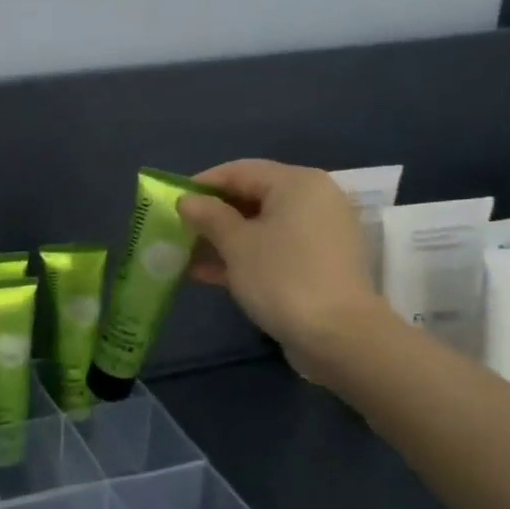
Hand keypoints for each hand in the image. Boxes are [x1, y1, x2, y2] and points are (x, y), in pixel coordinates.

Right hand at [177, 159, 392, 377]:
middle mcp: (312, 200)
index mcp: (296, 183)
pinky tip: (206, 274)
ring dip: (221, 239)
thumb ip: (208, 216)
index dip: (201, 184)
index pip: (238, 171)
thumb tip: (187, 200)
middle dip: (210, 215)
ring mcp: (318, 234)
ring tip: (184, 256)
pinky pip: (273, 248)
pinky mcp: (317, 264)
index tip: (170, 202)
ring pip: (259, 226)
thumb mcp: (235, 243)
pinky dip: (242, 256)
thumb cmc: (282, 277)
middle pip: (250, 197)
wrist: (339, 337)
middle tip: (176, 230)